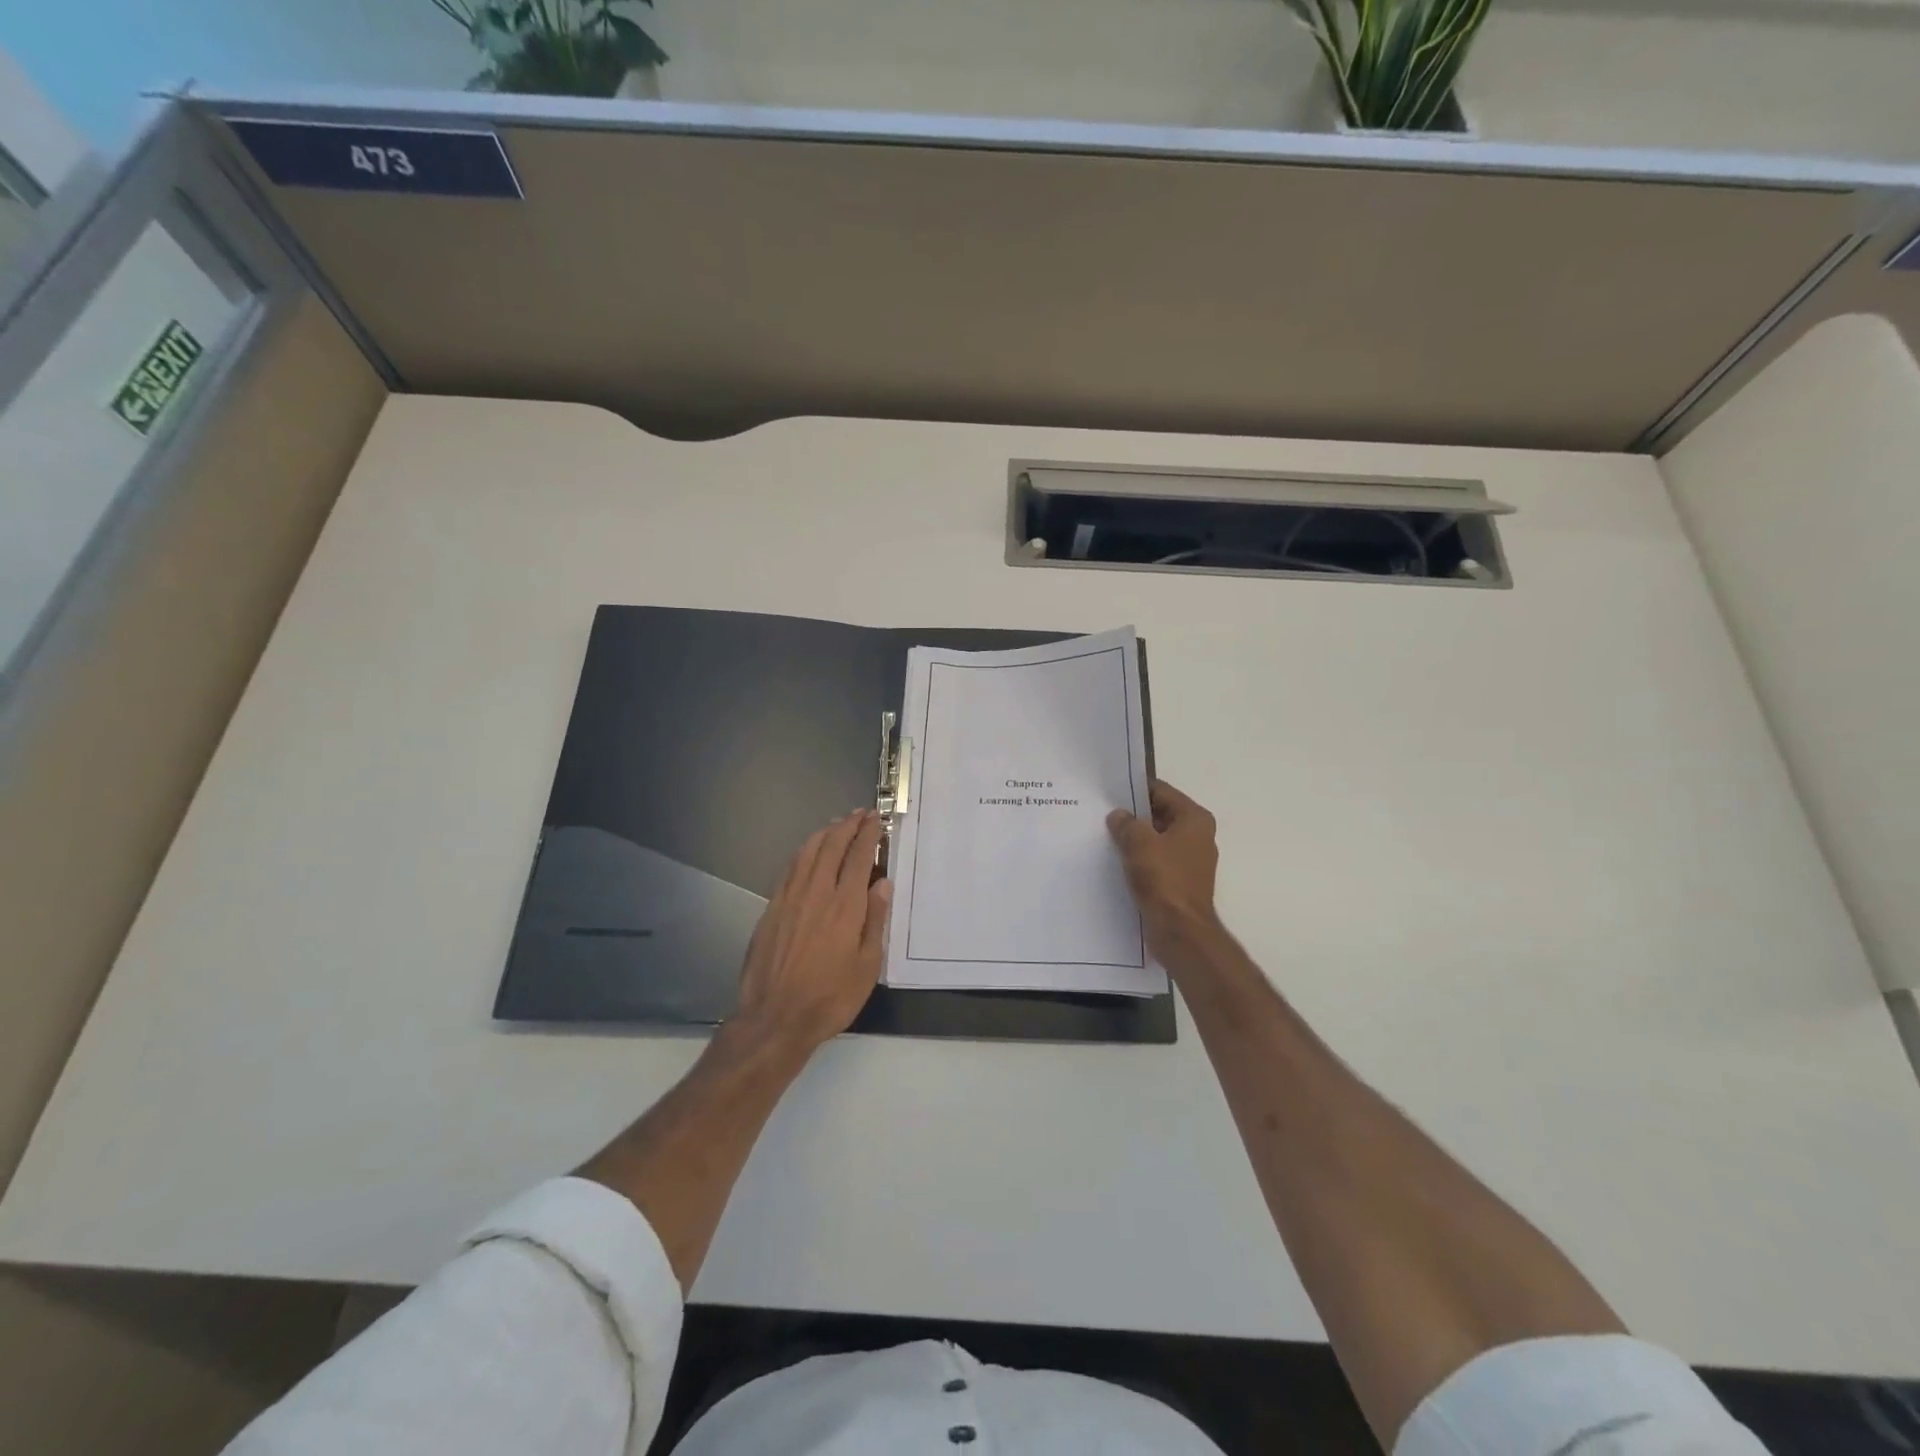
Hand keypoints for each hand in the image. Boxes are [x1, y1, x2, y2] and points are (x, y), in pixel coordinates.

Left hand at [730, 810, 891, 1055]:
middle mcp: (817, 893)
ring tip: (836, 824)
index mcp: (845, 906)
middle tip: (860, 814)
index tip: (875, 818)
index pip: (858, 856)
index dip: (868, 833)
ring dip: (824, 833)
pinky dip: (803, 852)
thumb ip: (875, 921)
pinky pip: (790, 868)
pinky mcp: (771, 908)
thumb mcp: (867, 966)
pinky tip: (808, 852)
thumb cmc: (830, 997)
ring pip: (807, 852)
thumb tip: (883, 883)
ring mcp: (790, 898)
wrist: (774, 1018)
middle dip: (847, 825)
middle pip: (832, 846)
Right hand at [1107, 779, 1221, 965]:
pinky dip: (1140, 859)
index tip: (1109, 791)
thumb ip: (1126, 823)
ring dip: (1135, 839)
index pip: (1161, 791)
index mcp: (1195, 819)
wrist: (1180, 931)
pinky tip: (1117, 861)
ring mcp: (1190, 861)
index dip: (1135, 789)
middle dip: (1133, 816)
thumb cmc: (1164, 879)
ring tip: (1105, 837)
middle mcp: (1198, 836)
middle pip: (1160, 815)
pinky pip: (1156, 861)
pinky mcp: (1180, 882)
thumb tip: (1118, 816)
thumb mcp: (1139, 842)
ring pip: (1156, 840)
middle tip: (1102, 813)